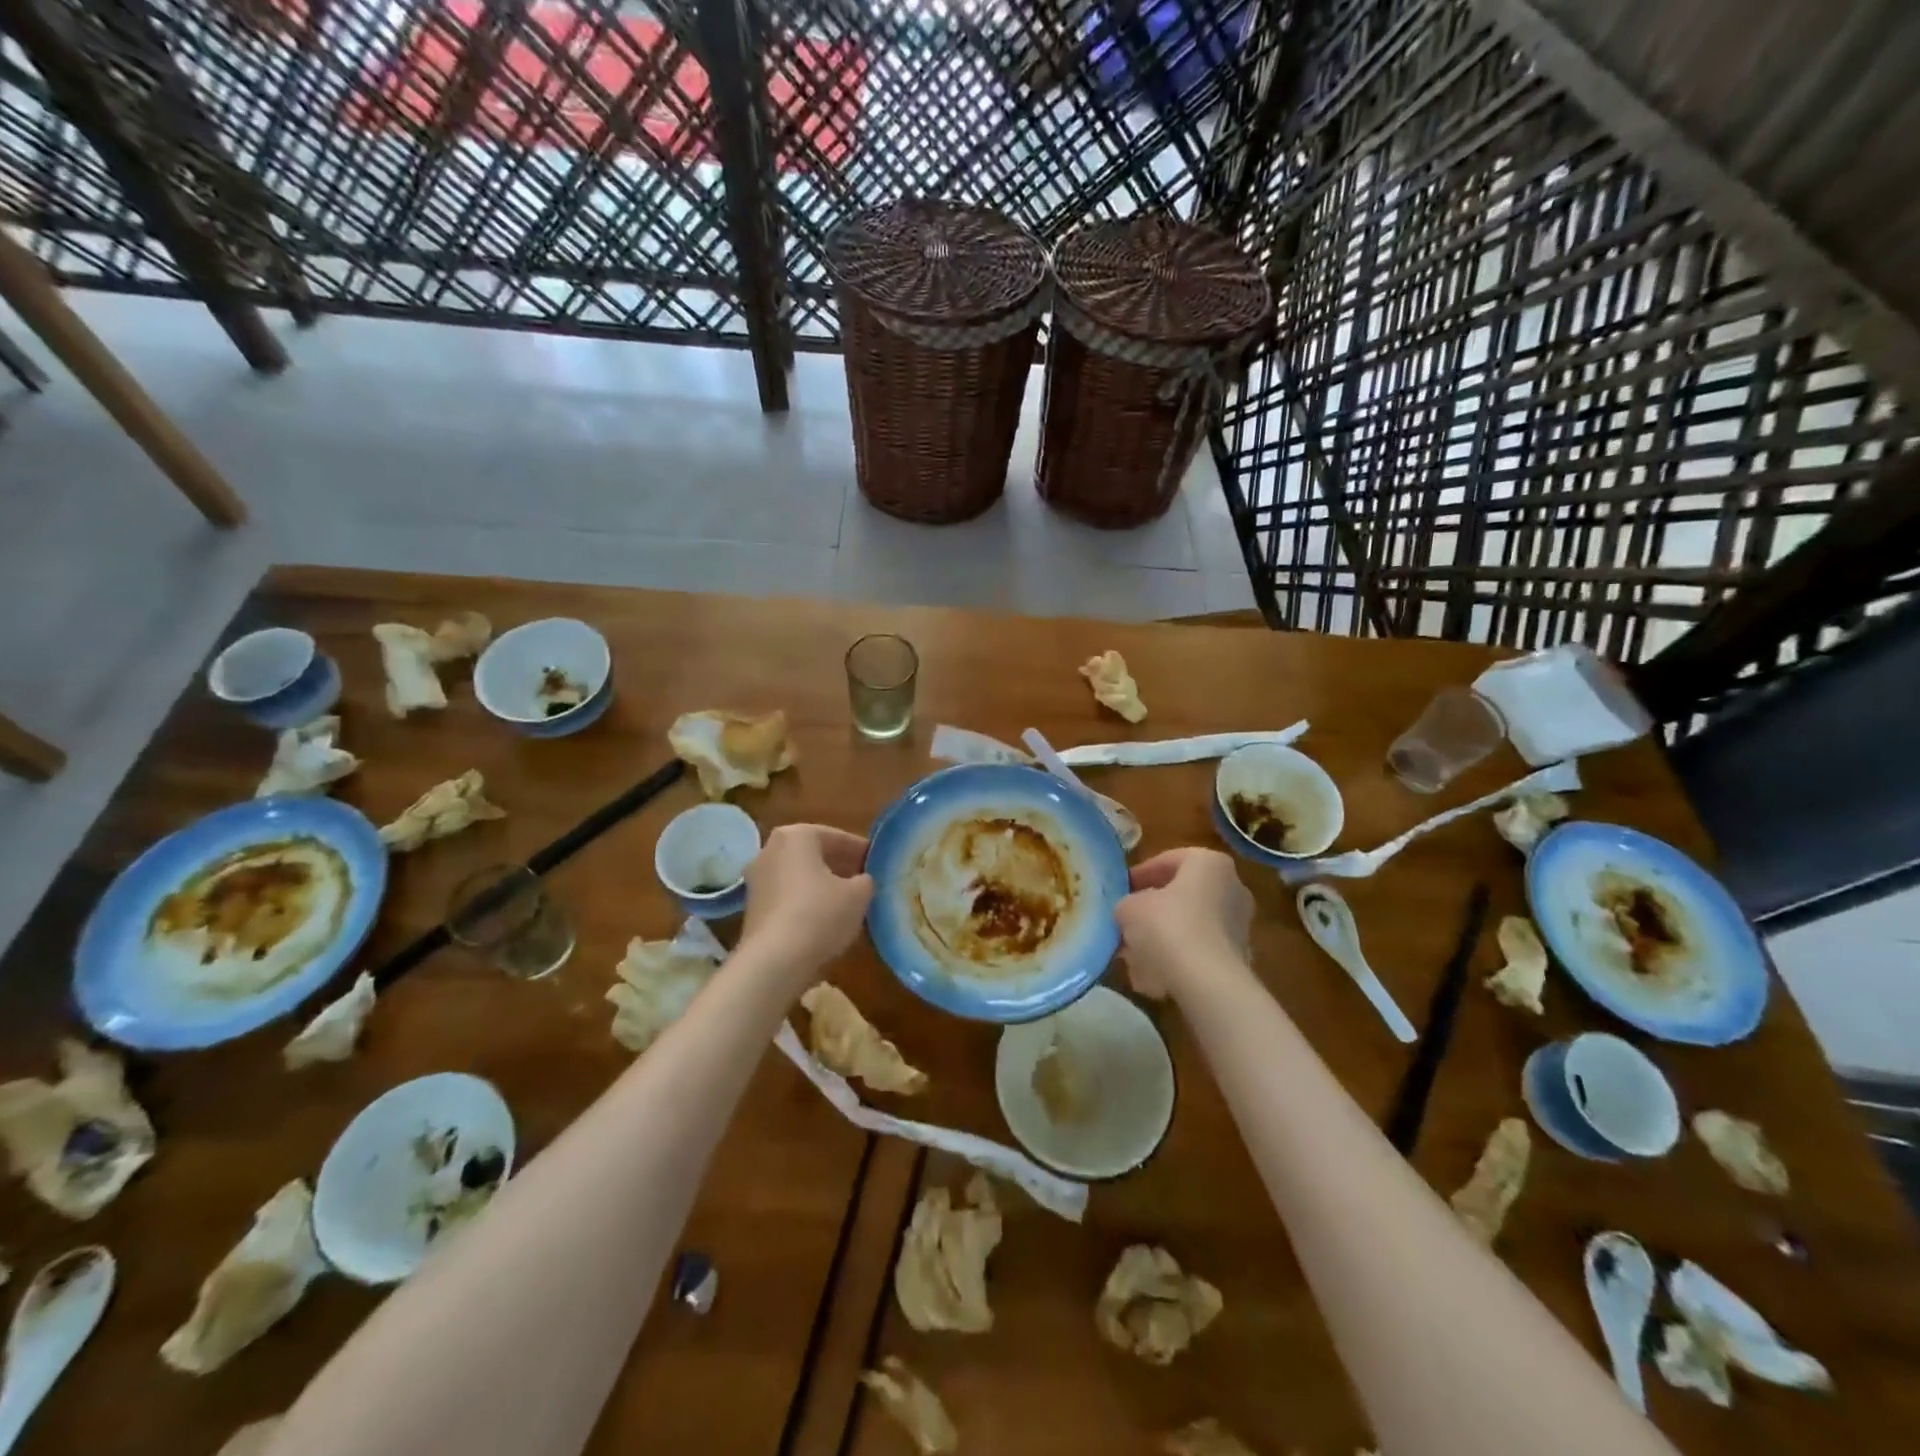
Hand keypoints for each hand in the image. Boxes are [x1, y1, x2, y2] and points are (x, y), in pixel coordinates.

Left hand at [741, 824, 874, 977]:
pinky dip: (806, 902)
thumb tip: (861, 881)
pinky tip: (825, 921)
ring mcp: (756, 879)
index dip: (861, 851)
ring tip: (848, 903)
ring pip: (799, 876)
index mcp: (796, 836)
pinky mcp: (752, 907)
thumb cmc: (820, 914)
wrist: (774, 961)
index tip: (877, 864)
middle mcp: (770, 849)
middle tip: (864, 881)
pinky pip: (787, 896)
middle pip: (814, 854)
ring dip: (822, 885)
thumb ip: (865, 881)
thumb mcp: (858, 895)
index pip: (837, 837)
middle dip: (839, 867)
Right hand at [1113, 848, 1252, 997]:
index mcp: (1209, 863)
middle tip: (1127, 921)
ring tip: (1134, 955)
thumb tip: (1129, 912)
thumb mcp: (1129, 908)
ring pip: (1189, 925)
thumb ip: (1126, 904)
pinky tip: (1152, 976)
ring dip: (1162, 937)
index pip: (1168, 860)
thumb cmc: (1167, 927)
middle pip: (1182, 894)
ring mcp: (1239, 924)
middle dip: (1153, 909)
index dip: (1140, 875)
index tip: (1121, 890)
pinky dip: (1177, 959)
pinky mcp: (1239, 956)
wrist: (1207, 982)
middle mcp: (1232, 887)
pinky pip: (1199, 951)